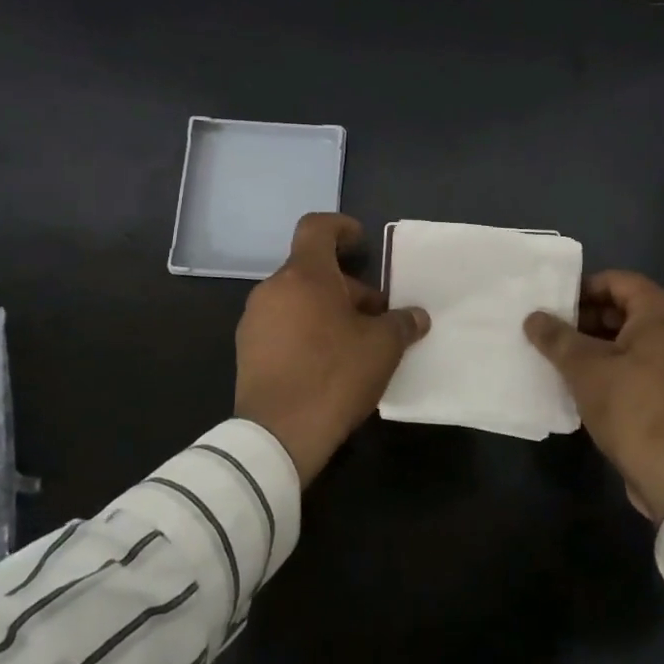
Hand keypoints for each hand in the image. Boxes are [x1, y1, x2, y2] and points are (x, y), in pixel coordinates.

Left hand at [235, 213, 431, 485]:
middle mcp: (273, 288)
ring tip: (355, 342)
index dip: (341, 228)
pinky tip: (328, 363)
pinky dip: (306, 330)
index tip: (361, 244)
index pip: (316, 228)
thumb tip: (416, 316)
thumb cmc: (334, 375)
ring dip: (327, 310)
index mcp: (305, 275)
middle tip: (376, 316)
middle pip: (313, 270)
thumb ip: (402, 323)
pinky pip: (282, 325)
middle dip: (347, 286)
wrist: (277, 435)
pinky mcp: (247, 350)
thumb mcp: (382, 347)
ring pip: (298, 299)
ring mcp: (255, 320)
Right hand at [524, 270, 663, 521]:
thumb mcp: (585, 370)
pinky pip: (649, 363)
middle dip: (589, 318)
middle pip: (630, 308)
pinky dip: (621, 365)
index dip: (583, 288)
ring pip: (638, 339)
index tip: (553, 306)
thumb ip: (556, 338)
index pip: (619, 281)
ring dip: (602, 344)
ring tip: (565, 359)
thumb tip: (533, 317)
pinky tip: (590, 383)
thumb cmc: (633, 410)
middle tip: (554, 333)